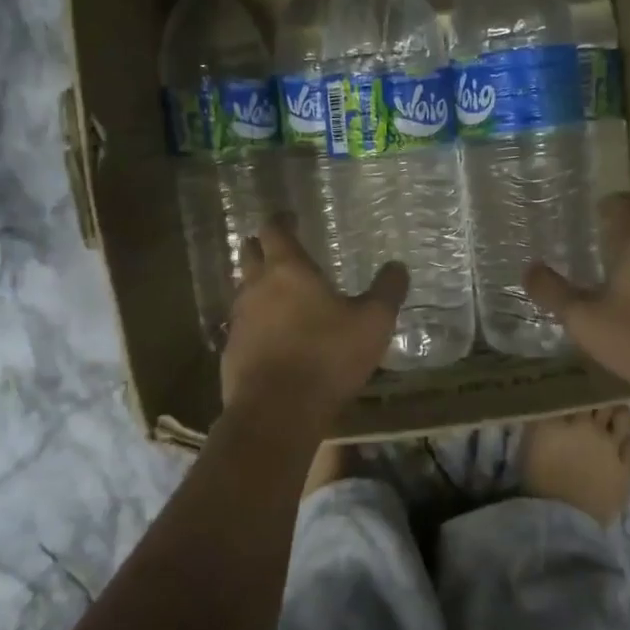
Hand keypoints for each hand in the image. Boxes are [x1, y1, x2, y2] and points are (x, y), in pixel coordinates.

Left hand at [222, 214, 407, 427]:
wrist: (276, 412)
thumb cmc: (327, 357)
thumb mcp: (373, 323)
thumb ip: (387, 291)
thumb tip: (398, 267)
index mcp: (288, 270)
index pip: (275, 230)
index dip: (282, 220)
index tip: (290, 217)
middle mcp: (256, 287)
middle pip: (250, 253)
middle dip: (262, 246)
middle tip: (280, 249)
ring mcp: (239, 319)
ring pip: (244, 289)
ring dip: (258, 284)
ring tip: (280, 293)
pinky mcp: (231, 350)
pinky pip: (242, 324)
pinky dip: (256, 321)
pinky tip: (272, 336)